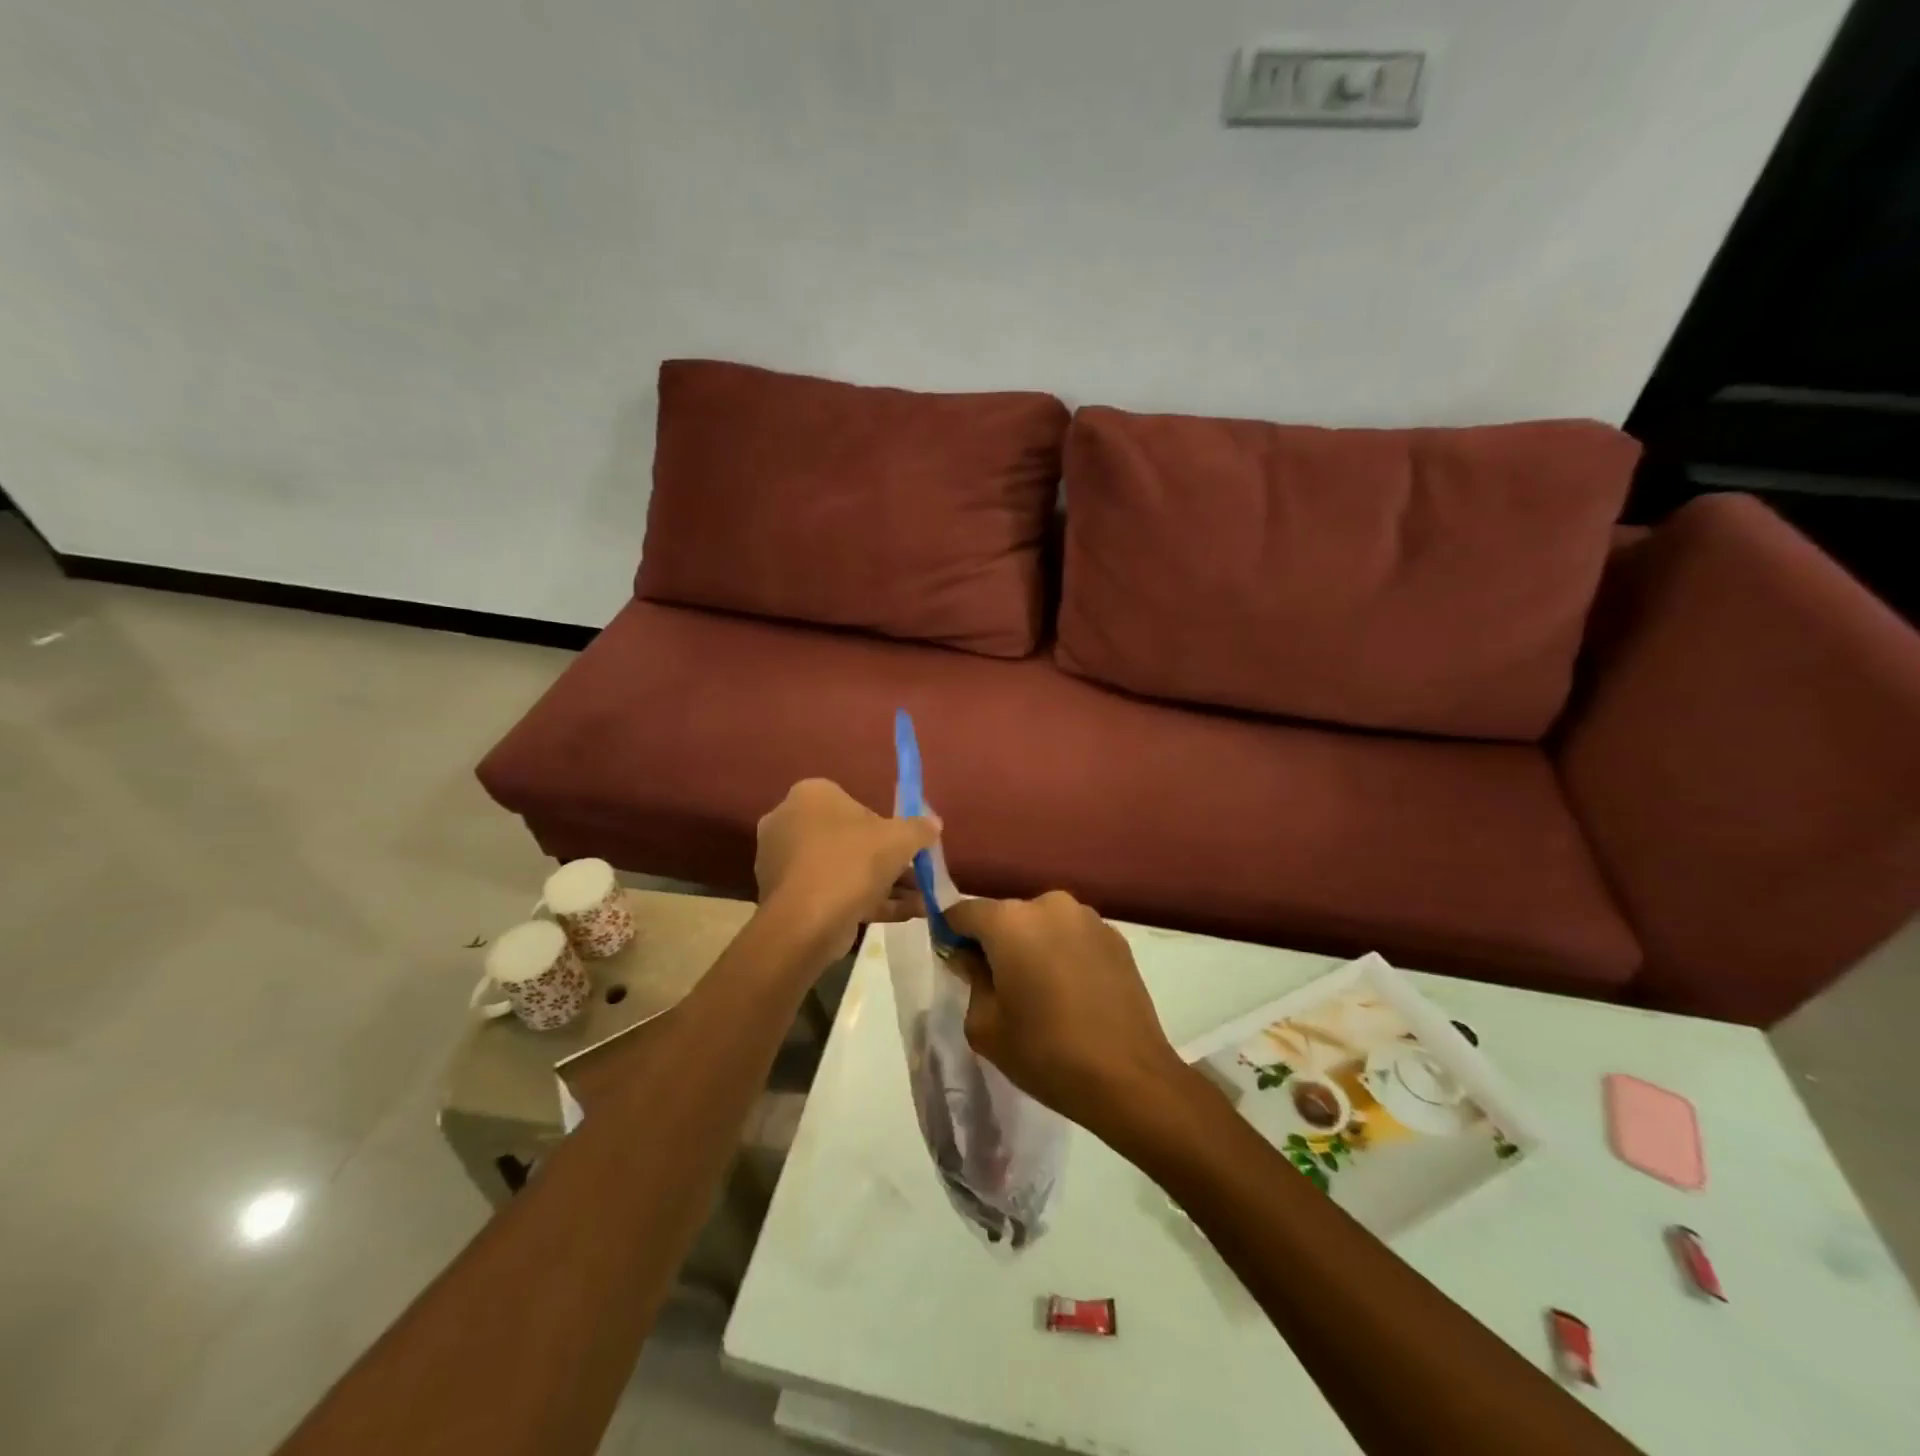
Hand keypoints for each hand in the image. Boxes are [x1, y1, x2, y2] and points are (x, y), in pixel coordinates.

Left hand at [754, 778, 939, 963]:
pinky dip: (867, 901)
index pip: (852, 802)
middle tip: (917, 875)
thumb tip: (934, 824)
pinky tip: (906, 915)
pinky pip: (833, 892)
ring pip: (844, 869)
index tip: (905, 844)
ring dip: (884, 884)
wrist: (808, 922)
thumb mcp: (899, 839)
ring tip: (921, 902)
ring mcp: (784, 863)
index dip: (884, 824)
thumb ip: (919, 828)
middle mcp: (789, 823)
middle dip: (887, 860)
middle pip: (849, 838)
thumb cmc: (853, 862)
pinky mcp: (786, 898)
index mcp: (809, 796)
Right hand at [944, 892, 1186, 1135]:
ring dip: (1032, 945)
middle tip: (997, 983)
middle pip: (1007, 915)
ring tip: (1040, 991)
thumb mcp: (985, 1026)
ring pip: (1042, 924)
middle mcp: (1049, 904)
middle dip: (996, 942)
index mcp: (1010, 921)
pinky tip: (1071, 993)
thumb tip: (972, 957)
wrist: (1129, 1078)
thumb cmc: (1045, 1053)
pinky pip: (1073, 936)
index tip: (954, 961)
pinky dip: (1063, 953)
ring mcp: (1088, 918)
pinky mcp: (1116, 937)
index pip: (964, 912)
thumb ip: (971, 979)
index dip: (951, 934)